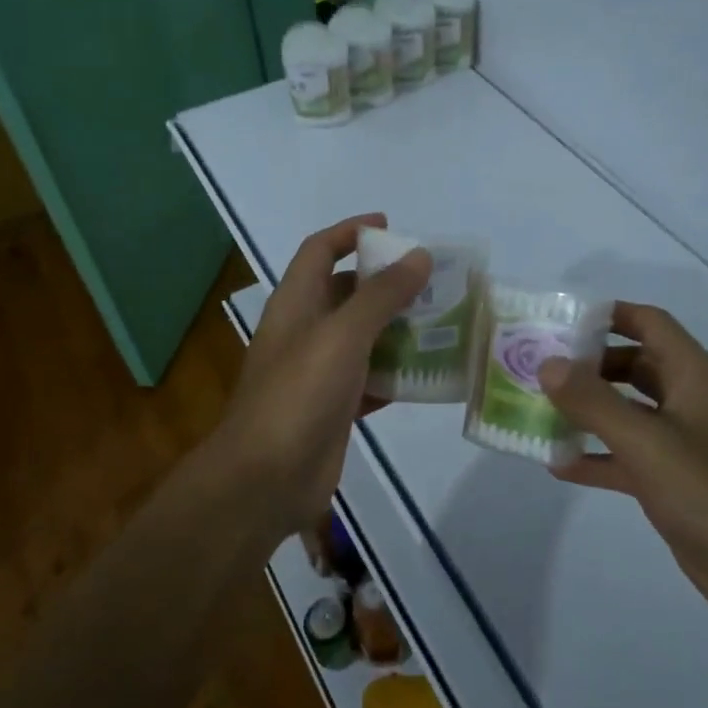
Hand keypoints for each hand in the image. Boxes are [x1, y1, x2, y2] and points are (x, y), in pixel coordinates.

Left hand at [215, 214, 430, 529]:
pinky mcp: (334, 408)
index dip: (350, 232)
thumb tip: (418, 256)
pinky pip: (370, 379)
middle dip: (385, 282)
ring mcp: (318, 372)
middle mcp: (305, 331)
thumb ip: (381, 295)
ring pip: (363, 337)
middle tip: (432, 280)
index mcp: (295, 303)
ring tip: (442, 322)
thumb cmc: (299, 395)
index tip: (391, 228)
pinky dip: (396, 374)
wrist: (265, 479)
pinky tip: (430, 374)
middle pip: (346, 292)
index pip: (319, 250)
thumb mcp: (342, 335)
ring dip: (398, 328)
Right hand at [538, 303, 707, 623]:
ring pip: (627, 411)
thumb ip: (594, 401)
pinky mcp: (674, 482)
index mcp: (693, 377)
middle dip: (588, 364)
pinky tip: (558, 465)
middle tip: (539, 368)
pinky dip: (597, 456)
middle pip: (633, 364)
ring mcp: (682, 443)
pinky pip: (627, 457)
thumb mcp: (647, 442)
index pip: (649, 323)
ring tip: (538, 410)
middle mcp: (688, 401)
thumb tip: (547, 364)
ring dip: (588, 410)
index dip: (608, 315)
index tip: (560, 322)